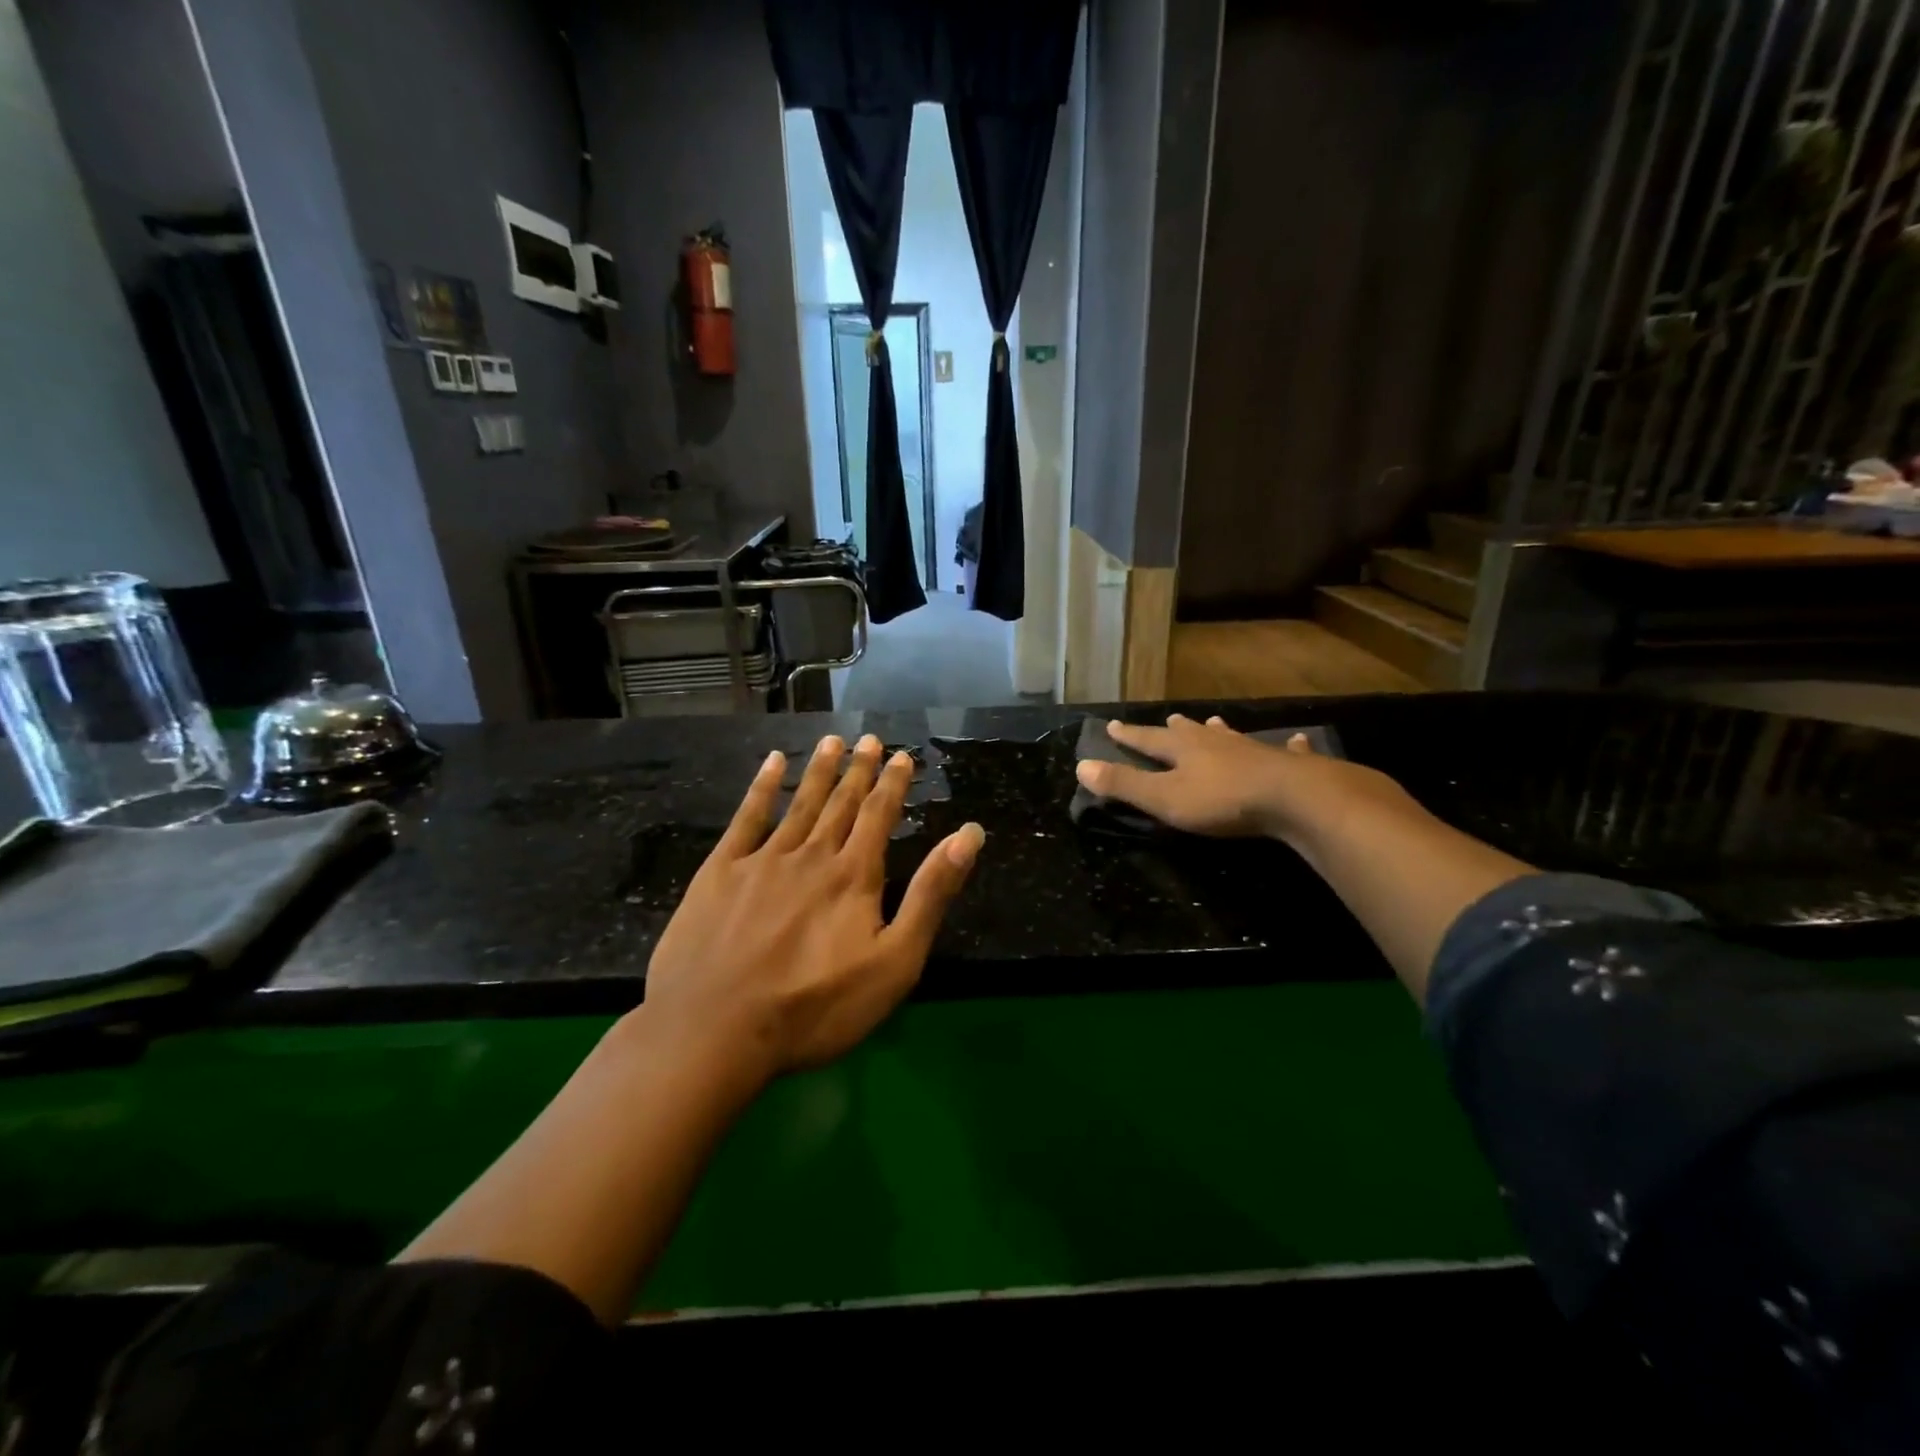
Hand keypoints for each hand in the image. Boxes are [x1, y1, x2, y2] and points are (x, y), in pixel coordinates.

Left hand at [642, 734, 983, 1083]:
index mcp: (854, 875)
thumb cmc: (816, 1007)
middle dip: (859, 771)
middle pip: (841, 803)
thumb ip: (932, 894)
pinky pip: (746, 818)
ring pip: (799, 803)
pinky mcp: (720, 871)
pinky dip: (761, 787)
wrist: (715, 1030)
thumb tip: (968, 835)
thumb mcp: (895, 961)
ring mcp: (762, 859)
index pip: (880, 816)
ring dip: (819, 771)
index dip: (893, 785)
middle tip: (870, 739)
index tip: (901, 756)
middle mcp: (812, 854)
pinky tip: (771, 764)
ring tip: (833, 741)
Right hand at [1073, 714, 1415, 844]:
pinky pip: (1287, 750)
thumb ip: (1124, 785)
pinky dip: (1287, 746)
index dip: (1129, 735)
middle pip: (1190, 733)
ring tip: (1215, 723)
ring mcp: (1254, 750)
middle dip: (1175, 730)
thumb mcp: (1164, 798)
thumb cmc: (1222, 801)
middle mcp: (1217, 743)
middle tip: (1170, 720)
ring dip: (1219, 732)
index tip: (1112, 724)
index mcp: (1184, 751)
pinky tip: (1295, 740)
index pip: (1148, 739)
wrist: (1294, 798)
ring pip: (1231, 736)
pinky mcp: (1289, 764)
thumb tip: (1081, 766)